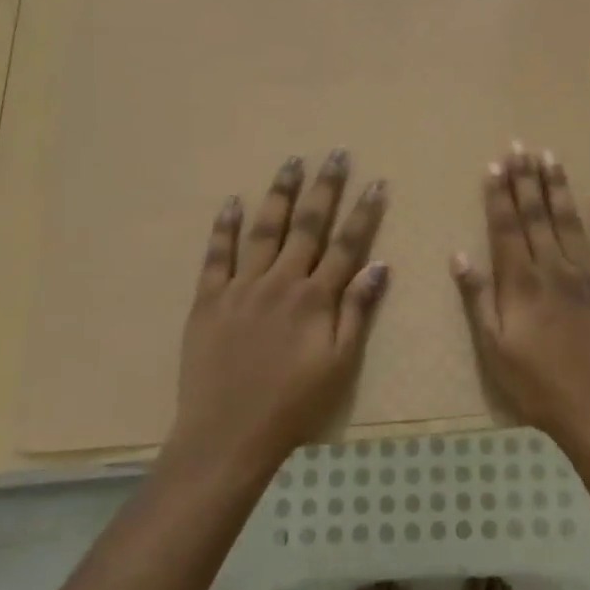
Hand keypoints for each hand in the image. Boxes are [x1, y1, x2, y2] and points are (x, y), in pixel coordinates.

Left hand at [169, 150, 388, 473]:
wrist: (227, 435)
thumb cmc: (293, 405)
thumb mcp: (340, 365)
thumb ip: (357, 312)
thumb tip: (380, 265)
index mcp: (315, 298)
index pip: (346, 244)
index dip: (364, 212)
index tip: (376, 182)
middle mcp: (280, 281)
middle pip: (307, 225)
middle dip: (324, 187)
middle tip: (334, 154)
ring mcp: (241, 286)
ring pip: (264, 229)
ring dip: (280, 194)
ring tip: (291, 163)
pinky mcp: (209, 299)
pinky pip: (217, 255)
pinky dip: (225, 227)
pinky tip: (232, 201)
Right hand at [452, 143, 589, 449]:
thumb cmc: (537, 385)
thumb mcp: (494, 348)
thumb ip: (477, 299)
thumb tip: (459, 255)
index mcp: (521, 283)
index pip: (507, 227)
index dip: (500, 194)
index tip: (496, 164)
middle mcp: (554, 268)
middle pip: (537, 215)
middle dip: (527, 179)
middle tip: (522, 146)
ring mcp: (589, 275)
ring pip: (571, 222)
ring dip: (560, 188)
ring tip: (552, 157)